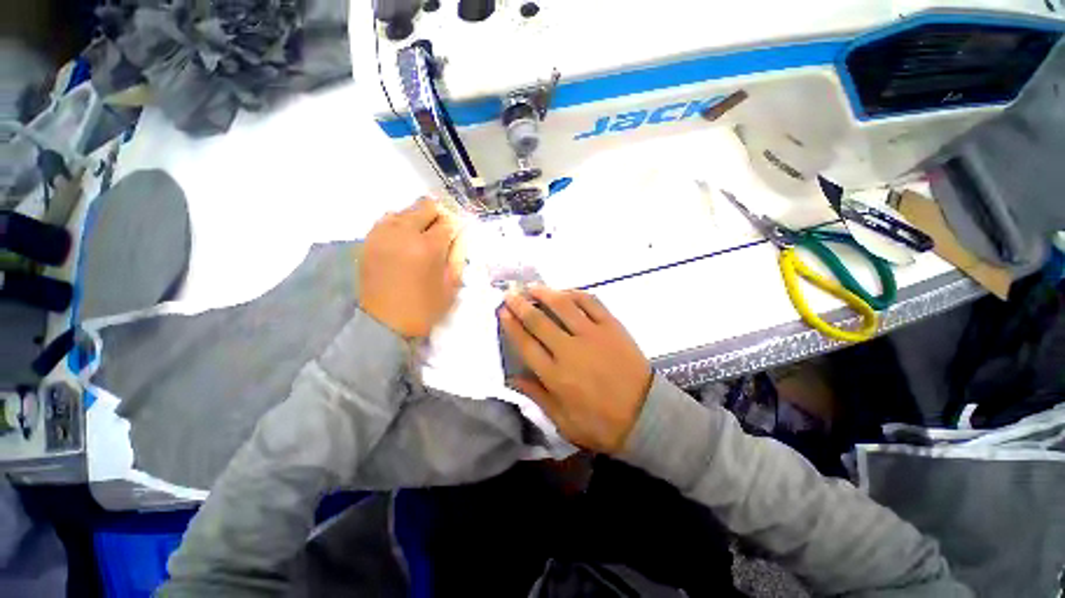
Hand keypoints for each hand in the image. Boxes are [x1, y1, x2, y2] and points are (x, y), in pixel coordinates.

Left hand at [360, 198, 464, 337]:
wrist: (383, 323)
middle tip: (442, 231)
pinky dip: (400, 223)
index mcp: (428, 247)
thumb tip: (459, 237)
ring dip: (418, 218)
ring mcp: (383, 234)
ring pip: (405, 210)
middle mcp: (404, 233)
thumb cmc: (424, 308)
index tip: (458, 234)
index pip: (448, 222)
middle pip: (425, 206)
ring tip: (422, 235)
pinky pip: (387, 219)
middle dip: (439, 215)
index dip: (456, 226)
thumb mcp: (451, 286)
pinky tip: (404, 237)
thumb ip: (457, 257)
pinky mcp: (370, 240)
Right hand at [499, 287, 652, 453]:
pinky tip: (565, 292)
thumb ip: (537, 397)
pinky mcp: (612, 327)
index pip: (526, 344)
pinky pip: (591, 303)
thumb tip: (512, 379)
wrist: (647, 416)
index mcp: (555, 376)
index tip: (502, 312)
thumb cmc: (602, 424)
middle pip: (539, 321)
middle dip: (520, 305)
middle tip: (510, 293)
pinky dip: (576, 294)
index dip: (511, 326)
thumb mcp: (563, 422)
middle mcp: (570, 350)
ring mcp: (592, 335)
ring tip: (533, 287)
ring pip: (563, 306)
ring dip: (545, 293)